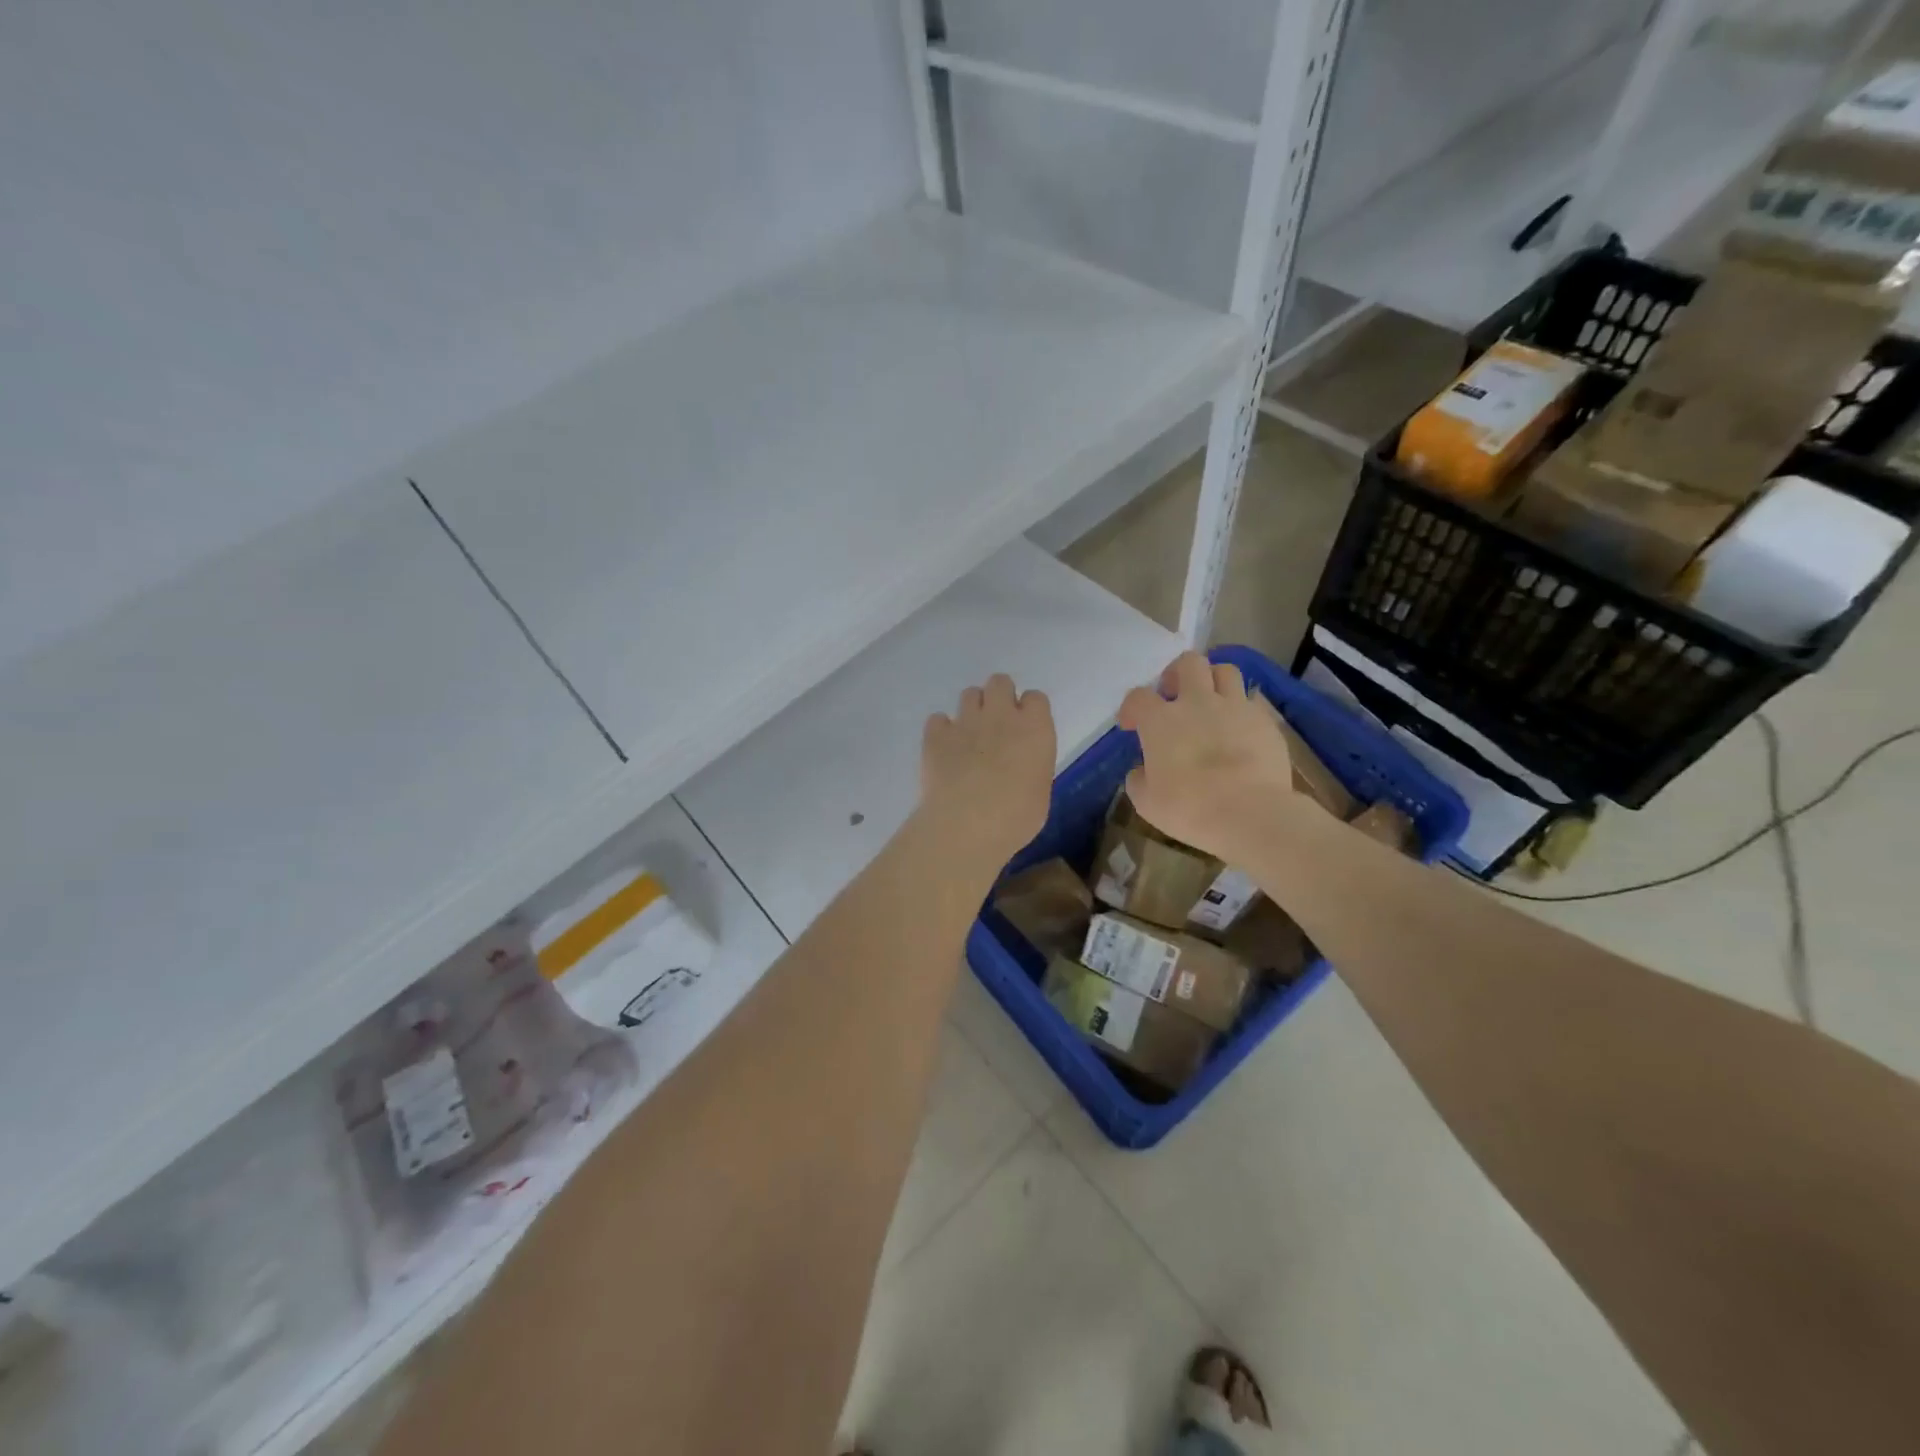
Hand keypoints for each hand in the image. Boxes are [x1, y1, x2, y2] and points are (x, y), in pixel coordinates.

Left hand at [922, 674, 1055, 862]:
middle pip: (999, 682)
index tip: (1025, 730)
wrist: (967, 823)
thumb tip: (1020, 767)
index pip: (1036, 698)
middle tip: (996, 725)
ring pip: (969, 694)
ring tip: (969, 737)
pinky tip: (943, 749)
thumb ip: (1031, 767)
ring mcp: (966, 721)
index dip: (1029, 711)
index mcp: (1035, 728)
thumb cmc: (1016, 817)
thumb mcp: (1039, 792)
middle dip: (998, 697)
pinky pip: (938, 719)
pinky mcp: (936, 734)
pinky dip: (941, 730)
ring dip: (971, 710)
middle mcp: (1001, 715)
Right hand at [1118, 652, 1296, 863]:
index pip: (1138, 697)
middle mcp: (1197, 702)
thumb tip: (1142, 771)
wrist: (1249, 813)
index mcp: (1161, 721)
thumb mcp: (1147, 802)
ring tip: (1211, 702)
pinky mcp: (1265, 721)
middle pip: (1188, 663)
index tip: (1132, 726)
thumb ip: (1139, 779)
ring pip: (1225, 671)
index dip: (1132, 708)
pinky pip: (1251, 702)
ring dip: (1214, 681)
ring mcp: (1235, 707)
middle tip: (1175, 696)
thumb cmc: (1189, 808)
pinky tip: (1239, 729)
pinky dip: (1241, 710)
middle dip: (1178, 674)